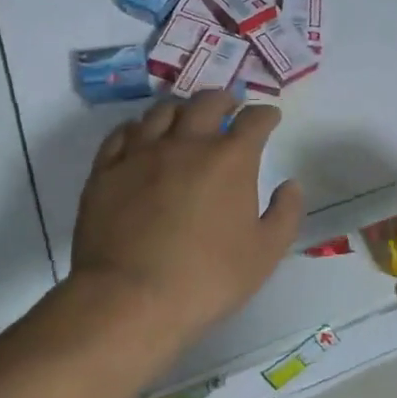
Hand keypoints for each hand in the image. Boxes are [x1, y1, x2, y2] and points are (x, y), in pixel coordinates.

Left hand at [72, 91, 303, 338]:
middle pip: (207, 102)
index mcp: (230, 159)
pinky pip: (121, 134)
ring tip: (186, 118)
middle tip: (230, 106)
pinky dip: (138, 128)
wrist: (129, 298)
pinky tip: (141, 136)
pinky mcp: (106, 170)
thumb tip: (290, 184)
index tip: (270, 117)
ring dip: (181, 109)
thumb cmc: (207, 278)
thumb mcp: (265, 253)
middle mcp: (187, 143)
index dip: (266, 114)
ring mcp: (141, 153)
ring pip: (162, 111)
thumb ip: (285, 213)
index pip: (254, 120)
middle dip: (224, 98)